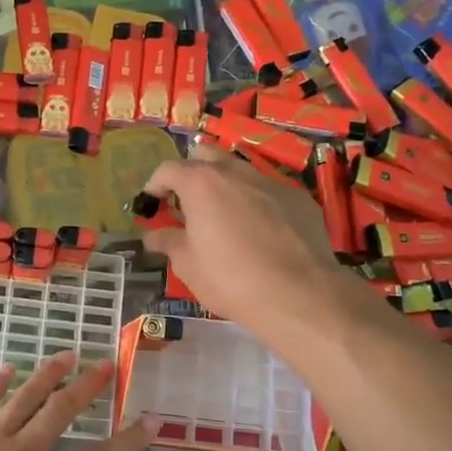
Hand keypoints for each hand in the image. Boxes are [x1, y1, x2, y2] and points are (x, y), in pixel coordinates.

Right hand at [141, 146, 348, 340]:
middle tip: (187, 201)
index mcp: (201, 183)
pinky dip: (256, 201)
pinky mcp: (299, 198)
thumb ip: (169, 242)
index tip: (151, 203)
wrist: (298, 294)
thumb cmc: (230, 279)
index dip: (155, 184)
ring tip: (223, 215)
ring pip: (241, 170)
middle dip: (192, 172)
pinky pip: (269, 191)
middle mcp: (236, 172)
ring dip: (226, 185)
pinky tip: (260, 230)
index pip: (168, 169)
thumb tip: (153, 235)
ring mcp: (271, 182)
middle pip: (206, 156)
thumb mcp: (188, 265)